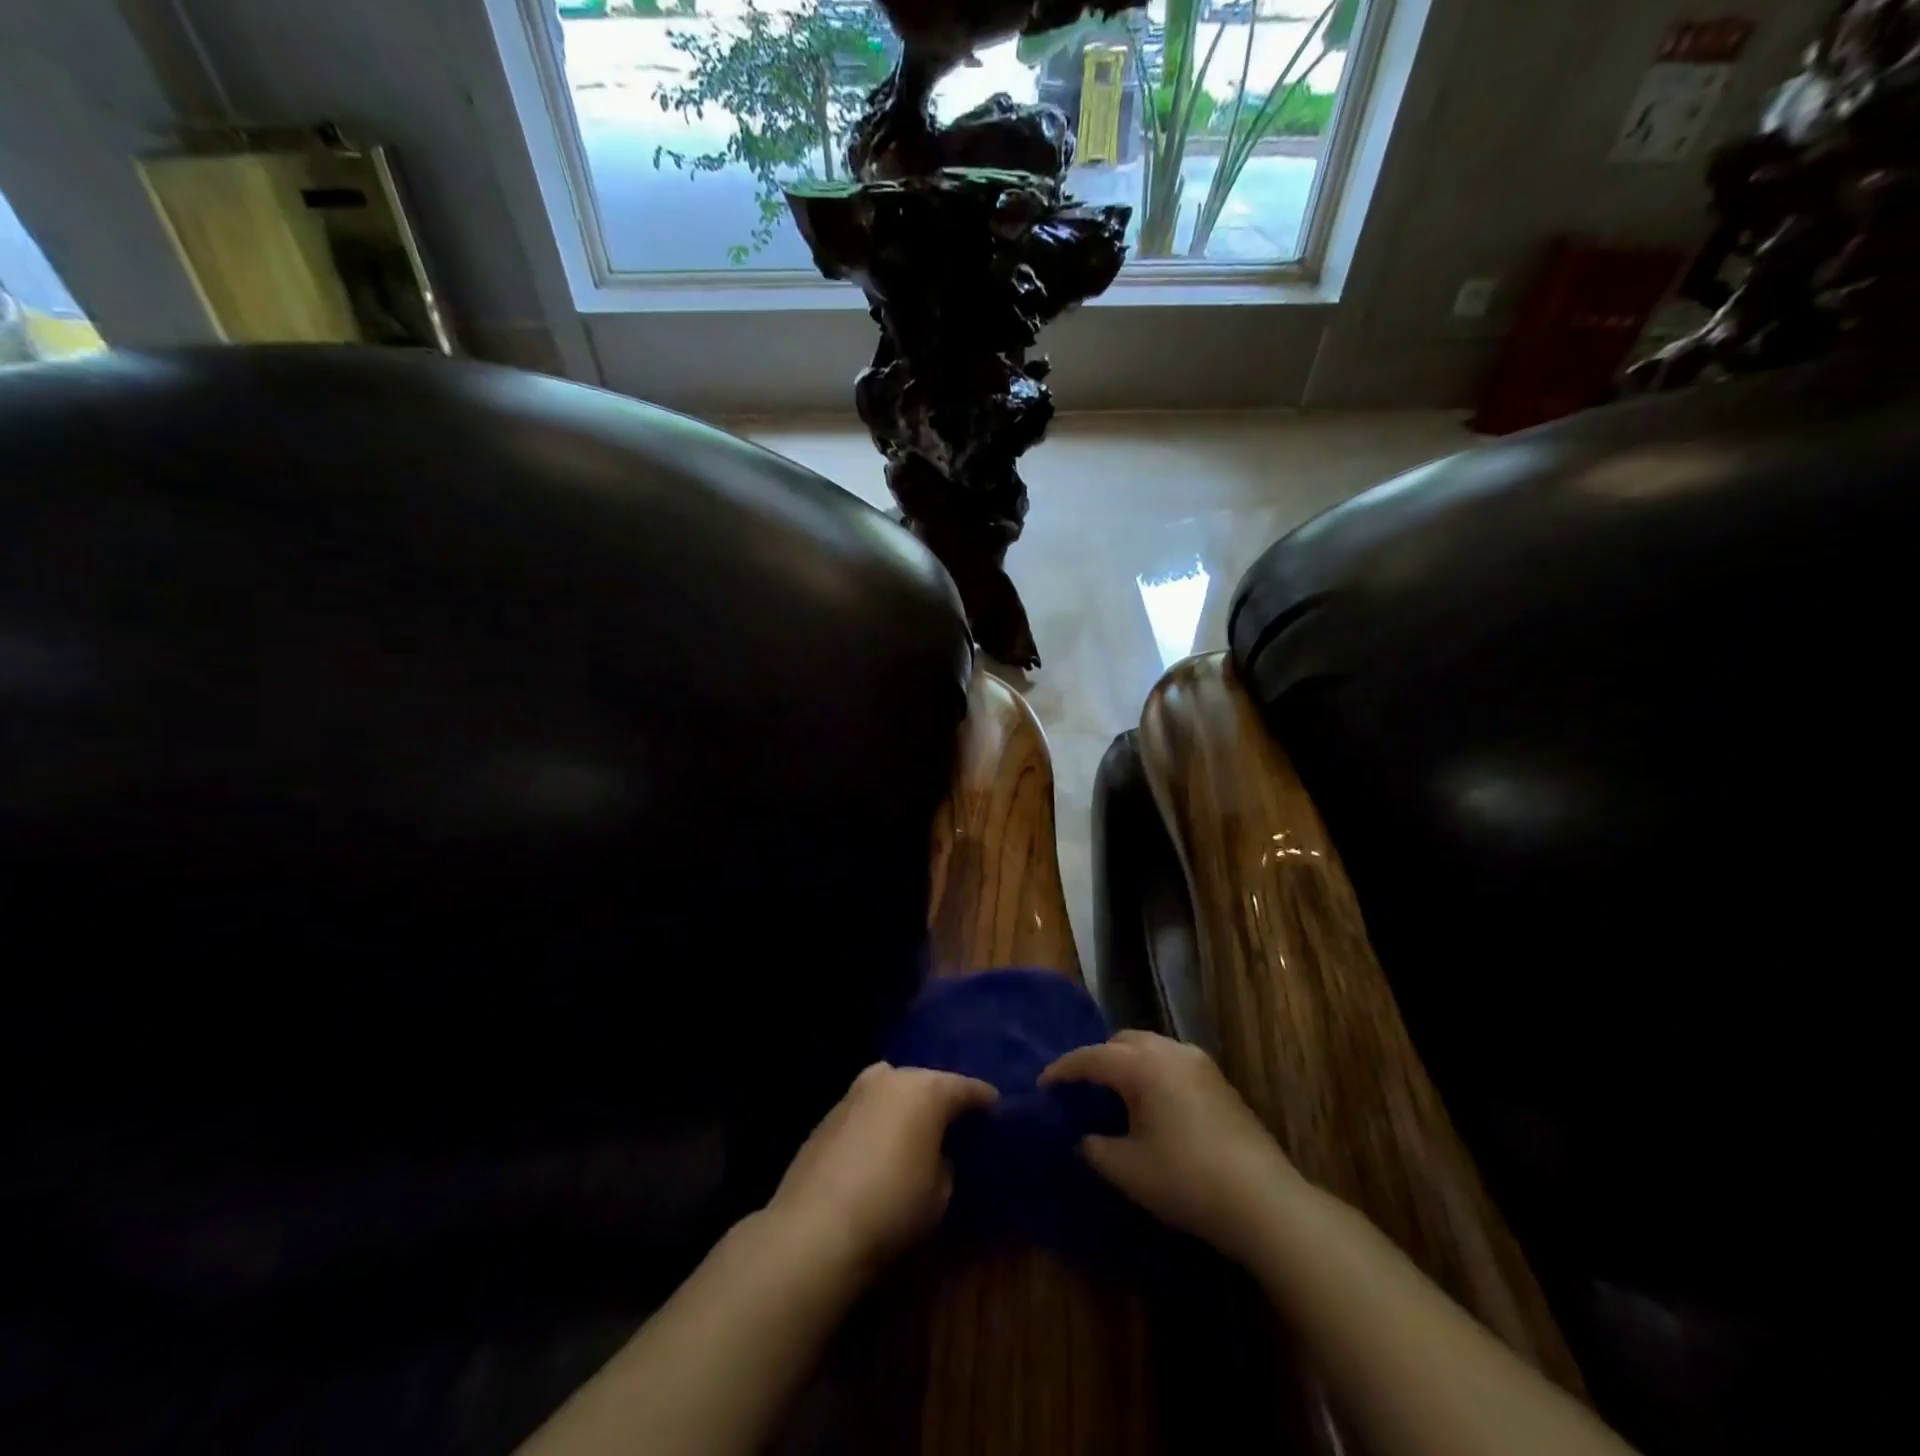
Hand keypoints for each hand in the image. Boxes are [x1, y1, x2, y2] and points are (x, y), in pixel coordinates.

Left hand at [766, 1062, 996, 1277]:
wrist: (816, 1227)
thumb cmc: (892, 1207)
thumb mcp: (939, 1193)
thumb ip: (945, 1162)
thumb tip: (936, 1154)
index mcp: (927, 1090)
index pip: (966, 1087)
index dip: (983, 1099)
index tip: (995, 1107)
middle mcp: (892, 1078)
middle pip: (927, 1081)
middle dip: (942, 1097)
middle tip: (955, 1119)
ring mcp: (856, 1091)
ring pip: (893, 1088)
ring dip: (906, 1104)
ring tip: (916, 1129)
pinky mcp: (829, 1112)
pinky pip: (867, 1107)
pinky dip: (879, 1118)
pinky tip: (881, 1144)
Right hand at [1041, 1030, 1303, 1265]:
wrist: (1264, 1200)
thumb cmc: (1187, 1180)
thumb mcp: (1128, 1170)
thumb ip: (1095, 1148)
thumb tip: (1084, 1138)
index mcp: (1142, 1065)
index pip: (1091, 1057)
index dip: (1063, 1070)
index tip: (1043, 1085)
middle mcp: (1169, 1051)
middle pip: (1122, 1042)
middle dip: (1097, 1059)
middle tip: (1080, 1089)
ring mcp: (1198, 1062)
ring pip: (1149, 1048)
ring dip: (1127, 1064)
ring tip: (1114, 1096)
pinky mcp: (1218, 1080)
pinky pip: (1171, 1062)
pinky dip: (1151, 1073)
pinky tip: (1150, 1105)